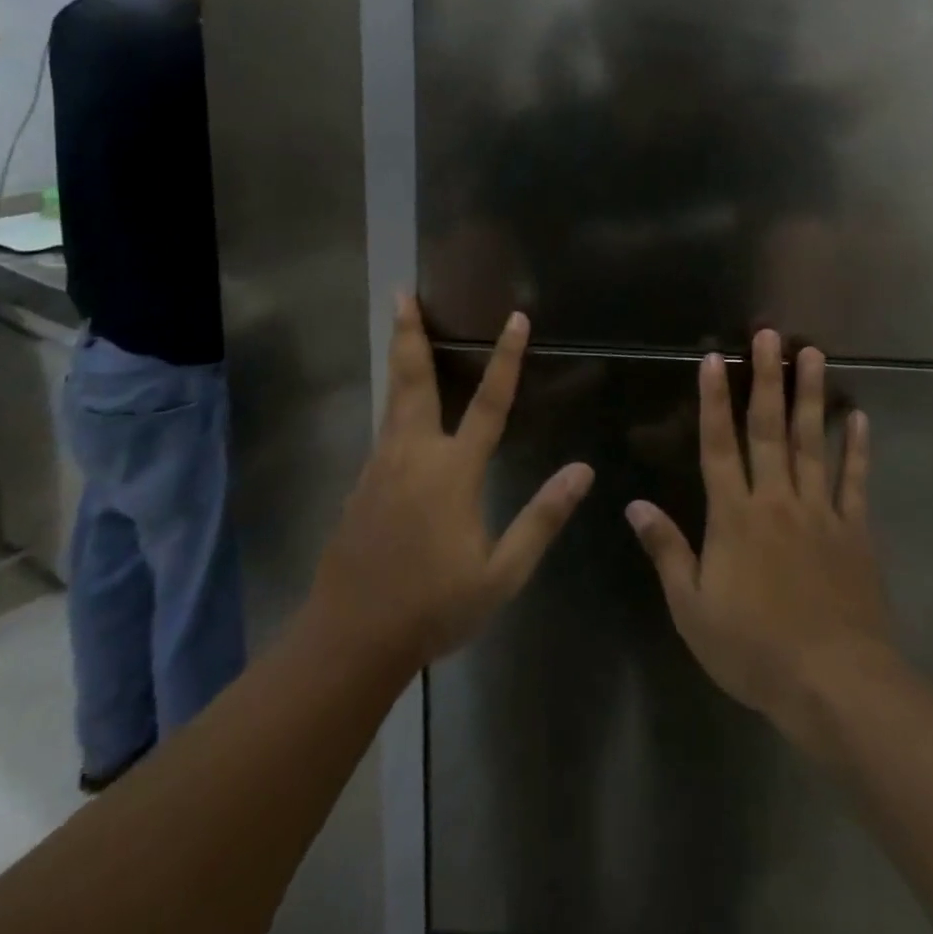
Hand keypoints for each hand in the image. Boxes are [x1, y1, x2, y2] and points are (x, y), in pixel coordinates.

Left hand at [308, 295, 593, 669]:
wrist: (349, 640)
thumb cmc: (433, 607)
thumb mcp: (501, 573)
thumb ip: (542, 518)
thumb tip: (583, 470)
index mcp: (452, 472)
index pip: (489, 402)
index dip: (506, 358)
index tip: (516, 318)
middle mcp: (413, 455)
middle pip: (414, 380)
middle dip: (410, 333)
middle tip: (401, 293)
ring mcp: (381, 466)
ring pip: (393, 398)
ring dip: (399, 356)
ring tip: (399, 324)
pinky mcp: (361, 483)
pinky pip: (384, 426)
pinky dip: (394, 397)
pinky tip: (400, 403)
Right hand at [628, 329, 893, 739]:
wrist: (833, 683)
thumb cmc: (753, 649)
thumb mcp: (692, 608)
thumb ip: (667, 550)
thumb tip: (634, 505)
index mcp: (734, 516)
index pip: (718, 445)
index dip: (713, 400)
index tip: (713, 360)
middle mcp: (776, 500)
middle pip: (769, 429)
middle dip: (767, 379)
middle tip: (769, 336)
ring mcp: (819, 511)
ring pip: (812, 442)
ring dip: (812, 396)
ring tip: (813, 354)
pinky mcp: (854, 530)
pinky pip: (855, 481)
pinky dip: (857, 448)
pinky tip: (859, 417)